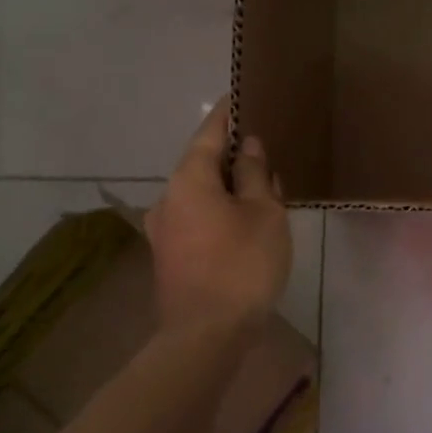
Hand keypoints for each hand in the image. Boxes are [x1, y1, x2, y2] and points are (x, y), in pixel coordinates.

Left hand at [145, 101, 291, 327]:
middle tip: (266, 152)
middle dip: (234, 157)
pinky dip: (220, 210)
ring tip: (264, 190)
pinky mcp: (170, 256)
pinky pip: (198, 218)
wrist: (206, 337)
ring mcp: (164, 230)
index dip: (227, 114)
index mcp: (189, 180)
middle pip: (203, 164)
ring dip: (229, 187)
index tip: (240, 95)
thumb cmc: (242, 265)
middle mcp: (168, 198)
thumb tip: (249, 146)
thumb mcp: (264, 213)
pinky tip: (246, 222)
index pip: (209, 133)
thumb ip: (256, 174)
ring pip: (201, 194)